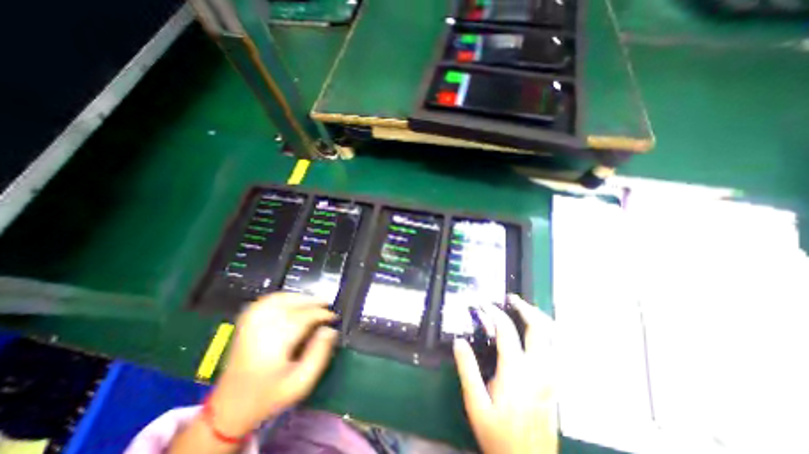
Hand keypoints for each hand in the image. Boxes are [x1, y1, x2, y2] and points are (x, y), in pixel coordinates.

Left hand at [208, 294, 339, 435]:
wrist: (229, 408)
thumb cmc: (269, 395)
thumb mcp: (301, 382)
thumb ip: (320, 354)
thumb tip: (329, 330)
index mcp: (274, 343)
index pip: (303, 317)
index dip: (321, 314)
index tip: (333, 317)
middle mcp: (260, 328)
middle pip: (291, 304)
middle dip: (313, 302)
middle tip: (327, 305)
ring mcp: (250, 323)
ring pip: (279, 299)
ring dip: (299, 297)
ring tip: (313, 301)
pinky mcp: (246, 323)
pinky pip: (266, 301)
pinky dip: (283, 297)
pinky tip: (292, 300)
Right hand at [454, 295, 556, 453]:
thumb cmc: (499, 436)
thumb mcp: (476, 404)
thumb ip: (467, 369)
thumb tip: (459, 342)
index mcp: (516, 371)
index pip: (506, 330)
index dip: (493, 312)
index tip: (483, 304)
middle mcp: (538, 369)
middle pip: (538, 327)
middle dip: (525, 308)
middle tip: (512, 298)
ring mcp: (550, 377)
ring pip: (551, 337)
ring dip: (538, 318)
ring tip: (524, 310)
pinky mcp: (554, 384)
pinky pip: (553, 349)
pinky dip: (545, 333)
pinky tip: (534, 333)